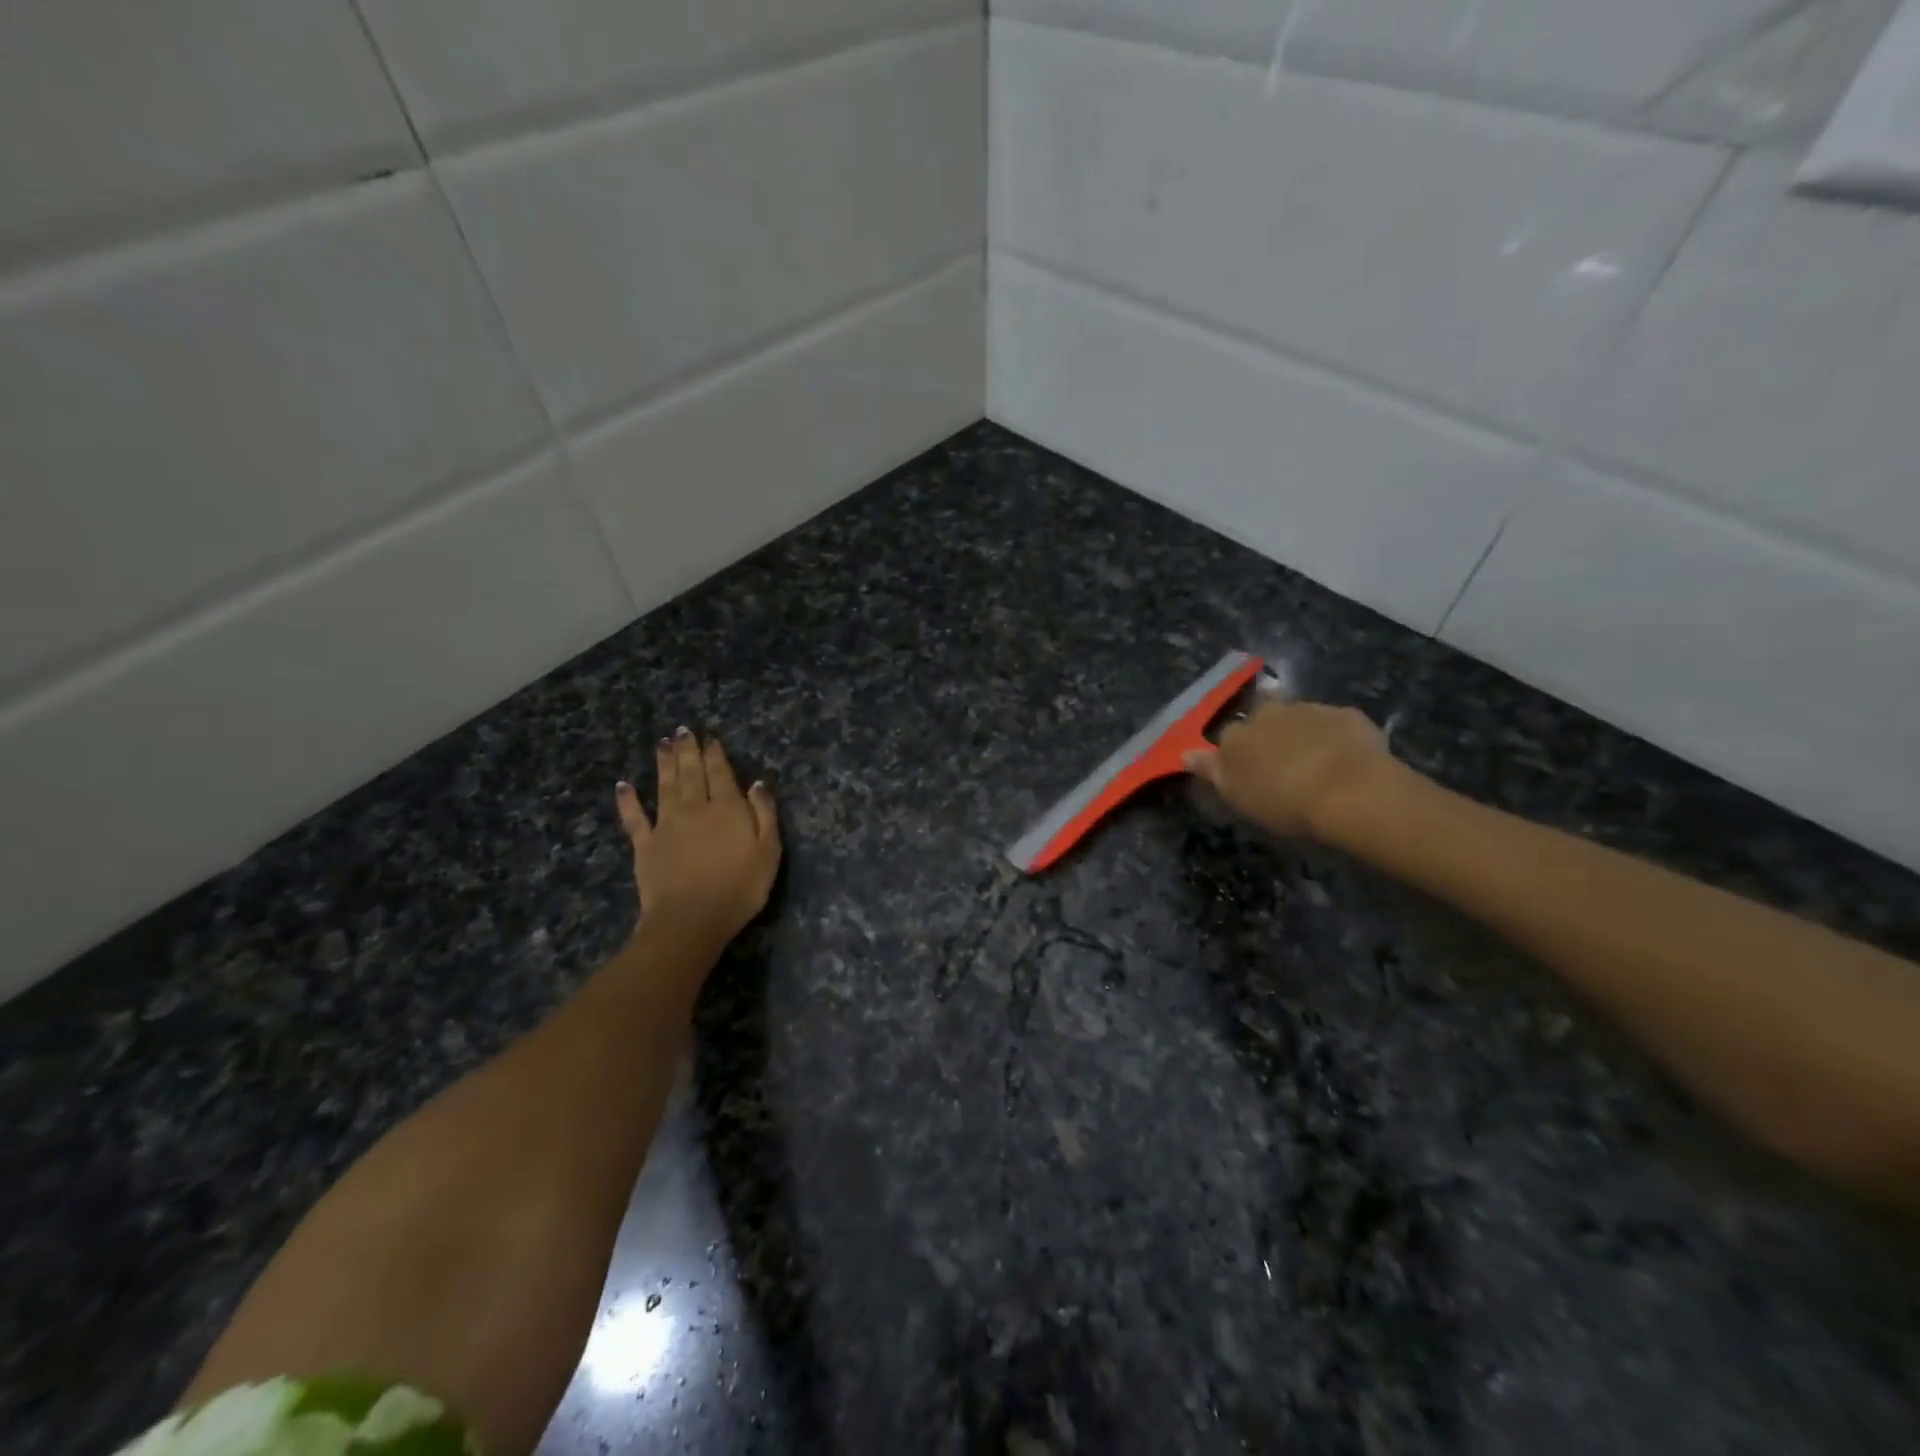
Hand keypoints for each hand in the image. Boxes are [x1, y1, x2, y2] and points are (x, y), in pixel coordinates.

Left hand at [615, 727, 781, 948]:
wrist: (691, 919)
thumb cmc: (739, 888)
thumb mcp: (768, 852)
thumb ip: (764, 814)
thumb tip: (757, 784)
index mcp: (727, 808)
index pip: (721, 773)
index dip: (715, 754)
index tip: (710, 737)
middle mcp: (695, 808)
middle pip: (691, 773)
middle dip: (688, 751)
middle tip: (682, 730)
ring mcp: (666, 825)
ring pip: (665, 786)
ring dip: (664, 763)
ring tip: (662, 743)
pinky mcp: (645, 845)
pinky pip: (635, 818)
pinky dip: (628, 800)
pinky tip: (623, 785)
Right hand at [1183, 700, 1397, 838]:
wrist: (1350, 791)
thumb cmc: (1283, 802)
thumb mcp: (1237, 796)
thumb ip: (1210, 771)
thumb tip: (1184, 753)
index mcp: (1237, 735)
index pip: (1228, 738)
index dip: (1237, 756)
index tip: (1249, 776)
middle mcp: (1268, 713)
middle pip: (1263, 721)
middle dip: (1269, 737)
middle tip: (1283, 768)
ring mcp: (1309, 709)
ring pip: (1299, 719)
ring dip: (1302, 735)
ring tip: (1317, 766)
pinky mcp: (1347, 715)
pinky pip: (1335, 724)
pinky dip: (1335, 737)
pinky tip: (1345, 761)